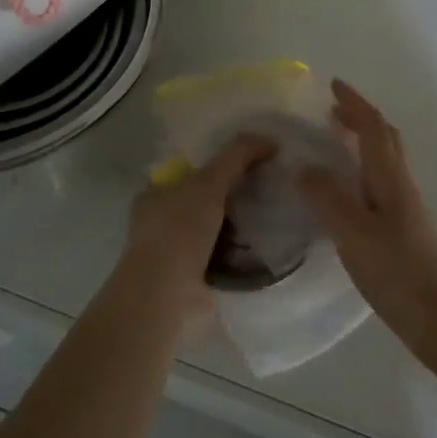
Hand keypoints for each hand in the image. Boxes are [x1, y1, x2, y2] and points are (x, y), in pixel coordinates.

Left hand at [116, 134, 274, 329]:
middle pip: (209, 199)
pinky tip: (271, 246)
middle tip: (273, 188)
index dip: (223, 163)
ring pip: (220, 229)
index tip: (254, 162)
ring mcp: (178, 253)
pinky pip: (228, 258)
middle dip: (237, 195)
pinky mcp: (195, 279)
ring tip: (280, 216)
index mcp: (156, 194)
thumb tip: (271, 140)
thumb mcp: (209, 182)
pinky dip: (246, 254)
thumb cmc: (179, 231)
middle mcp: (164, 221)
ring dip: (244, 227)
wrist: (167, 297)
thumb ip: (237, 155)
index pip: (193, 170)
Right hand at [295, 80, 436, 338]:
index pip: (373, 127)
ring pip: (383, 162)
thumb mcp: (353, 232)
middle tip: (330, 112)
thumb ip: (327, 197)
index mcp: (389, 177)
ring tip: (332, 147)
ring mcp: (405, 209)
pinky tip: (344, 195)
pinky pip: (379, 186)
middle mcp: (400, 185)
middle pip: (384, 139)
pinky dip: (361, 173)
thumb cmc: (397, 270)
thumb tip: (302, 166)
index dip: (354, 104)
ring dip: (361, 144)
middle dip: (359, 119)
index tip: (332, 86)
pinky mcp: (403, 231)